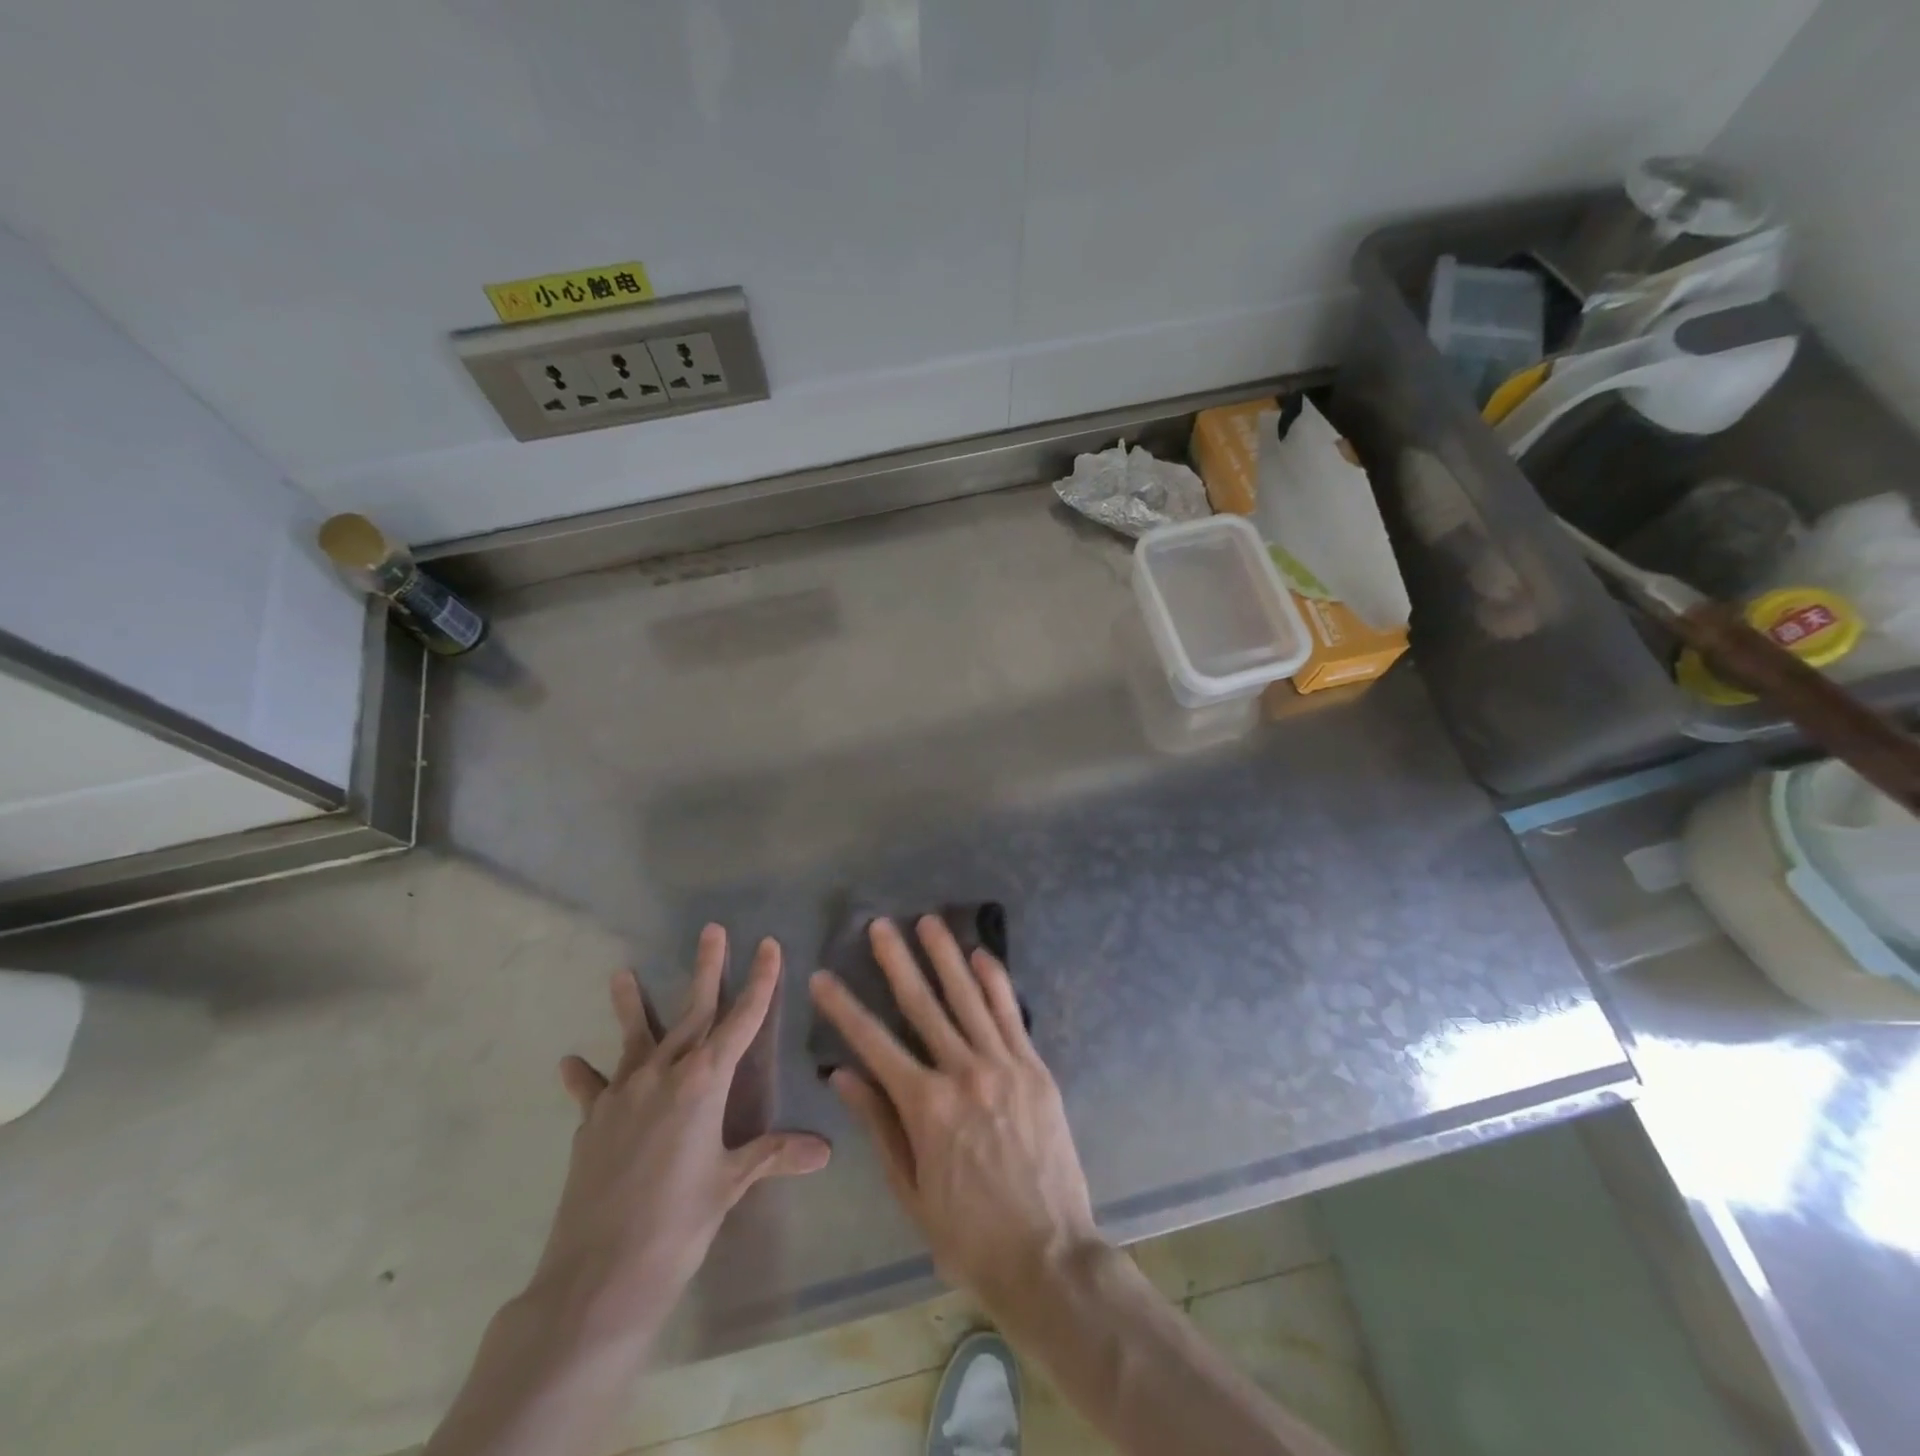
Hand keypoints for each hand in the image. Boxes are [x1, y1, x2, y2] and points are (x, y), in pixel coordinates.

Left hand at [534, 926, 831, 1343]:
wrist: (596, 1280)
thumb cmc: (677, 1226)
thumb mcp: (729, 1185)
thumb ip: (772, 1155)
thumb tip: (824, 1150)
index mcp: (703, 1083)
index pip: (741, 1020)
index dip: (758, 982)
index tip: (767, 945)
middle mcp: (663, 1075)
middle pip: (692, 1012)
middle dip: (707, 970)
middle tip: (712, 931)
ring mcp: (622, 1095)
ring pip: (635, 1037)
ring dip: (631, 1004)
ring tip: (621, 973)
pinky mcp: (592, 1122)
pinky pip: (593, 1089)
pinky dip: (585, 1075)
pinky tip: (570, 1062)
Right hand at [809, 916, 1098, 1312]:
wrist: (1048, 1256)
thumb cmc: (968, 1234)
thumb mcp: (910, 1190)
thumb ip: (879, 1125)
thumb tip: (844, 1075)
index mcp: (926, 1107)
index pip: (874, 1044)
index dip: (845, 1008)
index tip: (823, 977)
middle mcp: (964, 1074)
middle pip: (923, 1005)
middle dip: (897, 962)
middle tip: (880, 925)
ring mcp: (1004, 1066)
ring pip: (968, 998)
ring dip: (945, 957)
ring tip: (927, 922)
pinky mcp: (1035, 1068)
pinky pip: (1011, 1014)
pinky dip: (995, 981)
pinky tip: (982, 954)